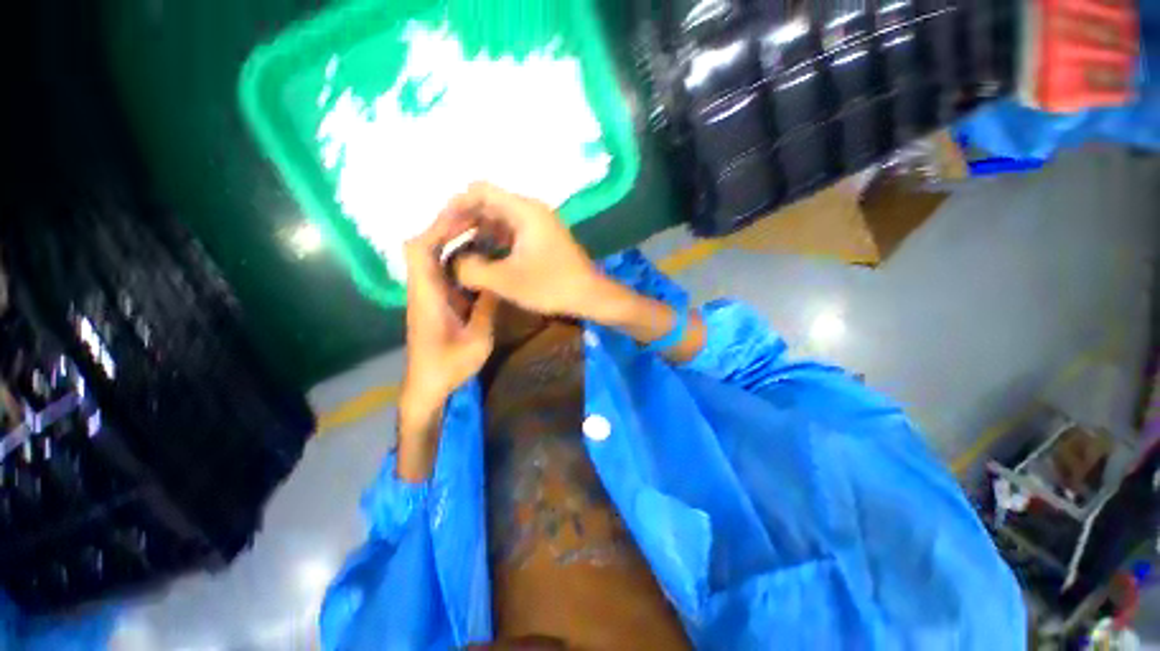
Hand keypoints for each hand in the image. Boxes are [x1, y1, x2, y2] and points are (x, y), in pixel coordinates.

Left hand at [397, 212, 497, 480]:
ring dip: (453, 242)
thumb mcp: (477, 340)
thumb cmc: (448, 366)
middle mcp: (423, 289)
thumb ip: (486, 308)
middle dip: (447, 228)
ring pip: (433, 258)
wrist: (427, 385)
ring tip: (483, 233)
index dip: (437, 228)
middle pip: (423, 247)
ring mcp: (428, 295)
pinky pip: (443, 272)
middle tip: (479, 220)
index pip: (420, 251)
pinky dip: (458, 260)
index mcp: (427, 296)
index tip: (464, 217)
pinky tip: (481, 260)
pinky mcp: (435, 302)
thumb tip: (496, 281)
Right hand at [446, 183, 617, 318]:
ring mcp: (538, 225)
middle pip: (487, 204)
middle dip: (463, 221)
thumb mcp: (507, 281)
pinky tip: (481, 259)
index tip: (440, 229)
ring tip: (458, 253)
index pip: (479, 191)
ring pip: (498, 220)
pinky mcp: (541, 239)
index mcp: (524, 211)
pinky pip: (509, 233)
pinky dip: (492, 242)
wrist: (590, 296)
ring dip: (477, 233)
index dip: (455, 206)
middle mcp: (530, 211)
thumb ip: (472, 270)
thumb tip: (453, 263)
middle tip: (445, 244)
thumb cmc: (552, 286)